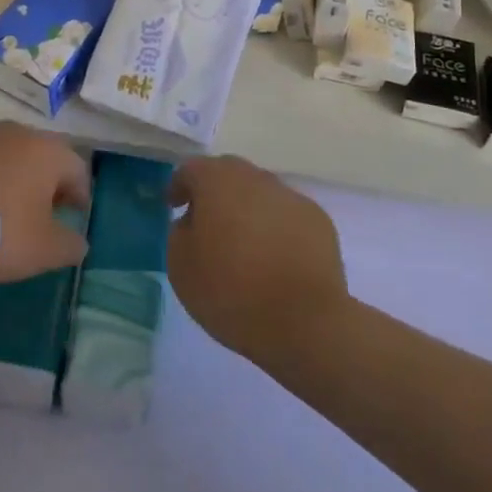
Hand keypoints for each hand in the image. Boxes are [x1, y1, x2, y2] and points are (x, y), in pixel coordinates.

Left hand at [0, 124, 91, 281]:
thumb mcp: (44, 250)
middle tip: (40, 210)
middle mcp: (16, 133)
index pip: (76, 168)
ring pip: (3, 153)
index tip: (75, 215)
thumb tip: (79, 242)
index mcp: (47, 152)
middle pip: (40, 154)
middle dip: (44, 181)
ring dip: (8, 174)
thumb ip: (69, 246)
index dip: (80, 193)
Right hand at [168, 155, 347, 367]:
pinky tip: (274, 258)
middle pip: (228, 174)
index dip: (179, 186)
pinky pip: (286, 216)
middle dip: (214, 193)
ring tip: (243, 245)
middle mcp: (254, 178)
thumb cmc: (231, 291)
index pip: (191, 170)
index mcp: (217, 181)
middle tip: (207, 223)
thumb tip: (192, 222)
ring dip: (247, 210)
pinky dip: (275, 228)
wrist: (304, 321)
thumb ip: (179, 233)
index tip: (173, 207)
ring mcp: (290, 197)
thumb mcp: (181, 267)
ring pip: (260, 194)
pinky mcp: (318, 220)